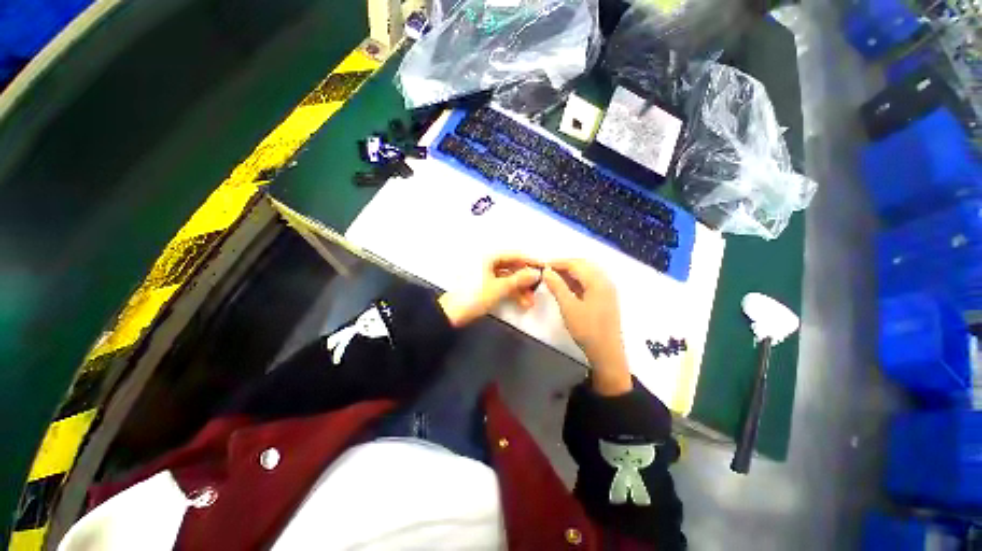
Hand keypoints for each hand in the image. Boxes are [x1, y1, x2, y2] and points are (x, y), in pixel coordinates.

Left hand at [439, 253, 542, 327]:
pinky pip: (501, 285)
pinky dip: (511, 292)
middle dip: (525, 280)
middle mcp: (488, 263)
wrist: (450, 315)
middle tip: (537, 290)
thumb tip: (536, 273)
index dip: (530, 261)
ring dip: (519, 289)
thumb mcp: (499, 288)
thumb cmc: (475, 296)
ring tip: (529, 303)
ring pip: (507, 278)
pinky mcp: (483, 286)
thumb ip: (519, 279)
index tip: (544, 268)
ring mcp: (485, 275)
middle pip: (512, 267)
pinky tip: (521, 303)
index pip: (515, 255)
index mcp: (489, 257)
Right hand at [542, 259, 631, 395]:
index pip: (575, 264)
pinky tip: (566, 287)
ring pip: (586, 273)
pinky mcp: (605, 298)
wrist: (606, 353)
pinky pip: (590, 282)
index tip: (542, 266)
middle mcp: (605, 281)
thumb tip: (546, 271)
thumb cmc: (587, 330)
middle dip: (564, 266)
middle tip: (547, 272)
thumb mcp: (568, 307)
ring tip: (554, 279)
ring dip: (570, 273)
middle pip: (583, 265)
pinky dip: (577, 281)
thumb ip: (557, 286)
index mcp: (598, 281)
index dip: (557, 263)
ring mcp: (607, 289)